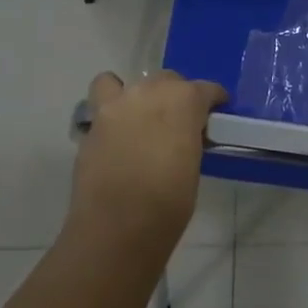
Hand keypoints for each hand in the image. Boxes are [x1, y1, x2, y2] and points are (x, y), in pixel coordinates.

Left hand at [69, 71, 226, 251]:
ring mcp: (119, 103)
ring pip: (132, 83)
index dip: (212, 101)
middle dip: (175, 97)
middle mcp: (151, 91)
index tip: (214, 113)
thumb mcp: (193, 166)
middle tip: (177, 123)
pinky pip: (102, 99)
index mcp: (185, 101)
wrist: (117, 227)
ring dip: (140, 95)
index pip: (206, 89)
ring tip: (142, 119)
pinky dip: (110, 108)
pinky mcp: (94, 122)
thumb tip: (182, 138)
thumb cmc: (168, 204)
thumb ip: (188, 138)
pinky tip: (116, 131)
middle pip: (168, 81)